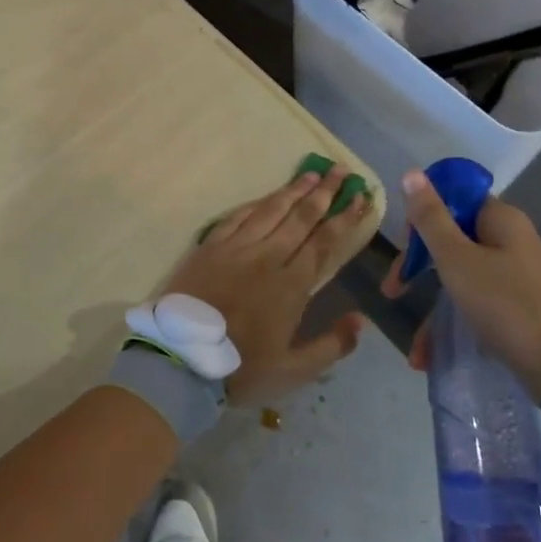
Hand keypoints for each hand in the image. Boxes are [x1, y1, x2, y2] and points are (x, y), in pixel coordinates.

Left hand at [165, 165, 372, 402]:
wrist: (180, 359)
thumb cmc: (239, 368)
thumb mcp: (293, 371)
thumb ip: (331, 346)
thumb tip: (361, 320)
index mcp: (291, 285)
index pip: (325, 242)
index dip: (345, 218)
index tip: (360, 197)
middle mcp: (267, 257)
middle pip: (301, 217)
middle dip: (325, 192)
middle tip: (341, 170)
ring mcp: (235, 249)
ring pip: (270, 211)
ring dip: (293, 190)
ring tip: (312, 173)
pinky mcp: (209, 248)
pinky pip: (236, 217)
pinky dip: (255, 204)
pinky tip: (266, 196)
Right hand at [381, 169, 540, 397]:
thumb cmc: (504, 303)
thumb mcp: (457, 259)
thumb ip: (431, 218)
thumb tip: (411, 171)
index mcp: (501, 220)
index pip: (454, 200)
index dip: (423, 217)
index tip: (403, 244)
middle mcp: (511, 241)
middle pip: (452, 240)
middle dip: (417, 268)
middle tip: (392, 290)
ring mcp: (516, 275)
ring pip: (460, 278)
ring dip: (432, 308)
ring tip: (414, 348)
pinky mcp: (517, 306)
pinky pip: (475, 305)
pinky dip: (452, 325)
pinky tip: (429, 356)